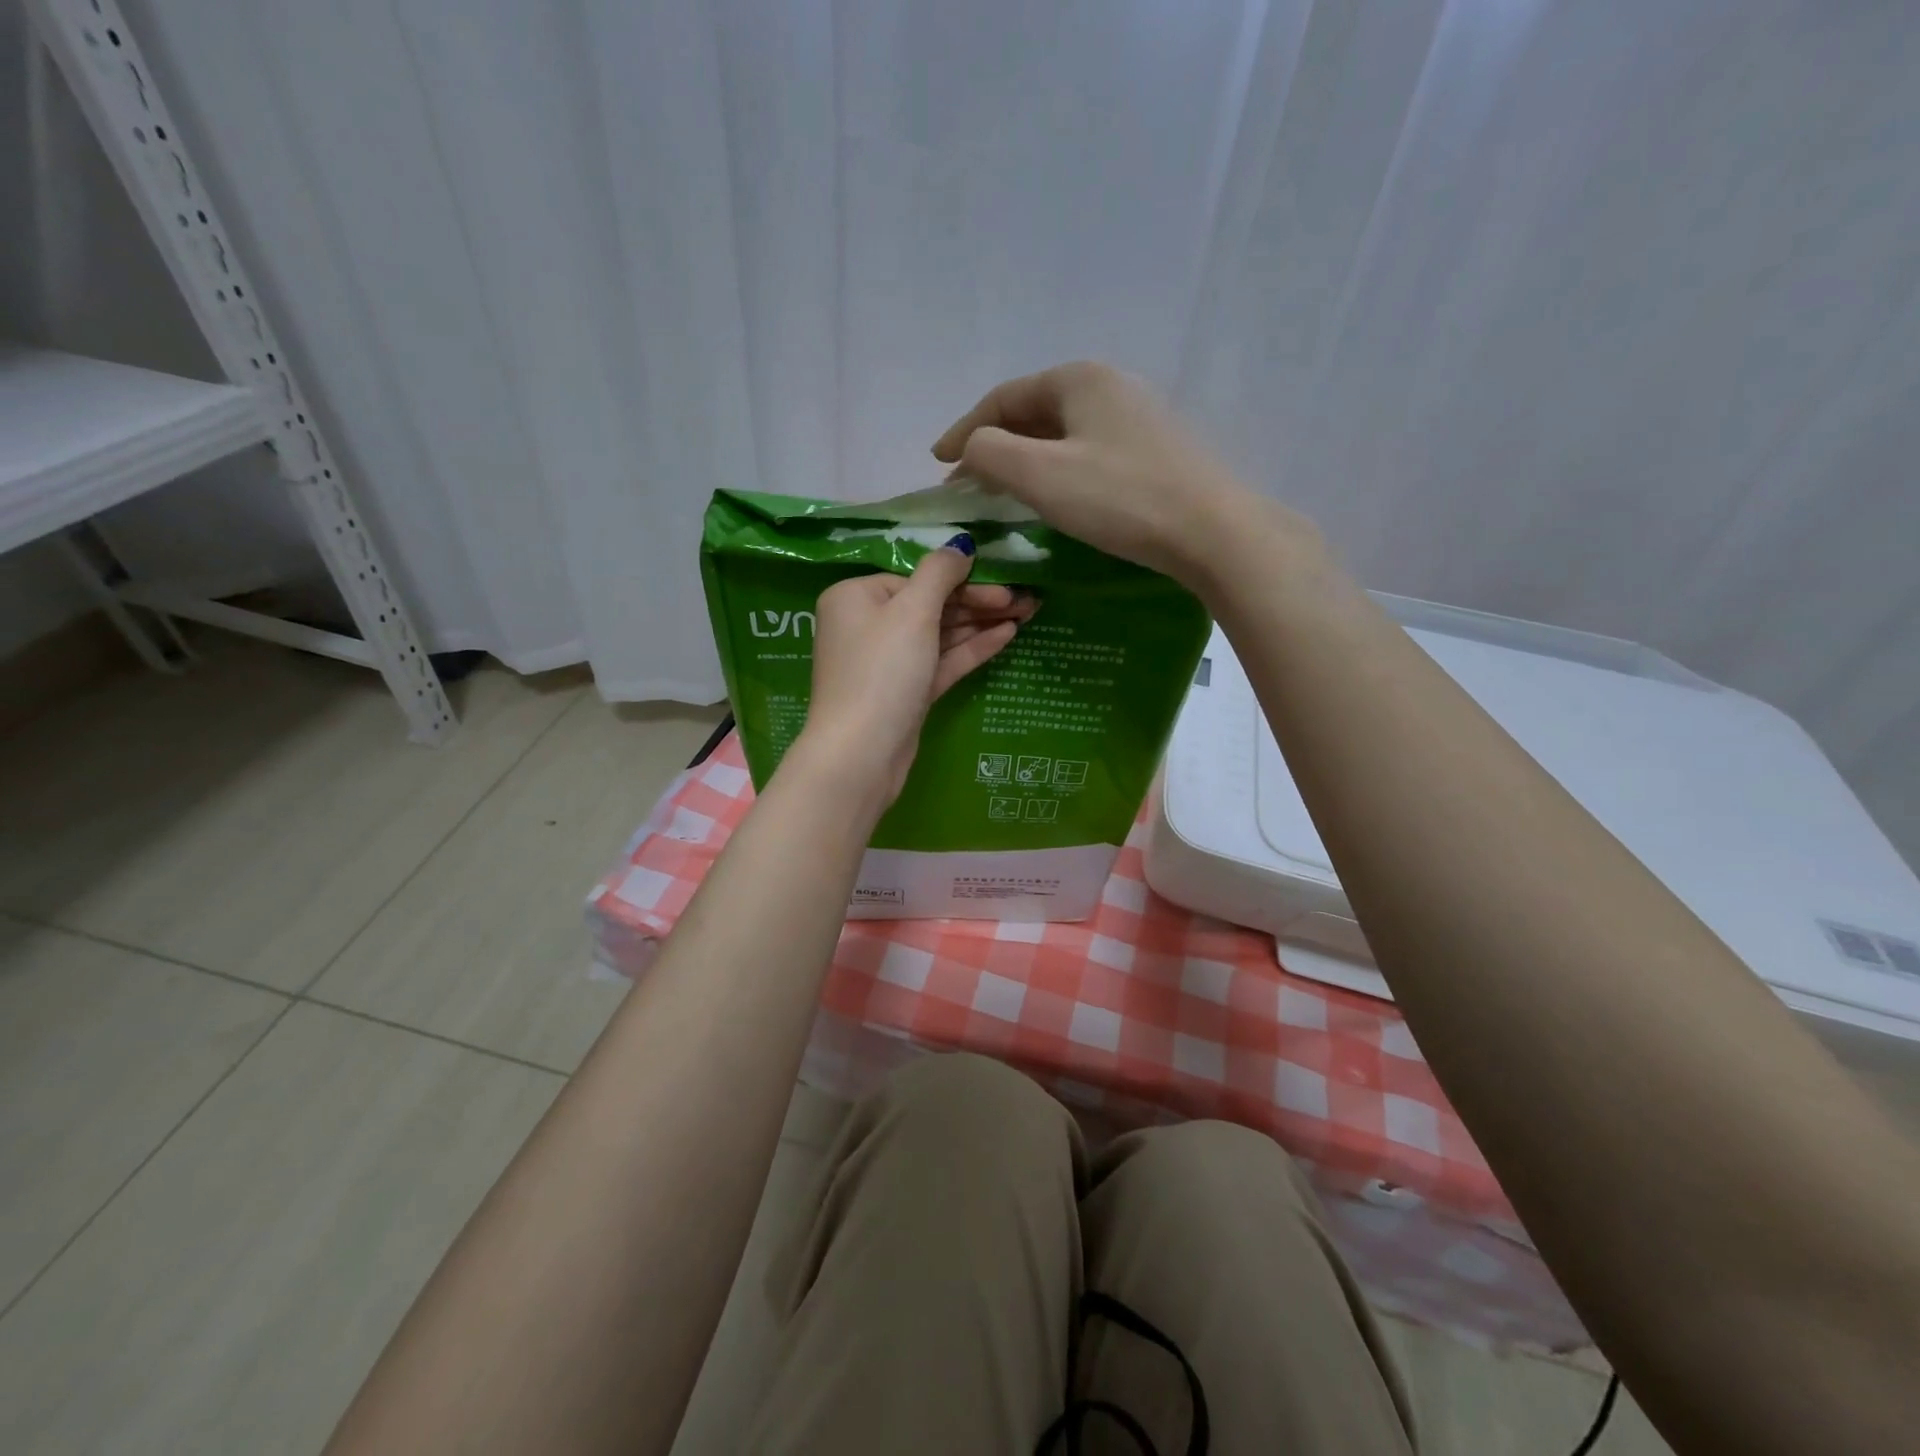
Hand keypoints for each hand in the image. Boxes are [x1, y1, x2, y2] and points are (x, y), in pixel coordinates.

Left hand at [794, 538, 1033, 807]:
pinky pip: (941, 661)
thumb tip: (960, 545)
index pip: (915, 578)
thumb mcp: (912, 612)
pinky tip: (1007, 635)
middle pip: (931, 605)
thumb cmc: (882, 671)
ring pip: (940, 634)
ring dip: (981, 623)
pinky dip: (971, 649)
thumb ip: (939, 573)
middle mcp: (868, 626)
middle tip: (1026, 598)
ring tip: (1028, 611)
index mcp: (856, 597)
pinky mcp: (905, 692)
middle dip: (978, 602)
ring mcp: (887, 662)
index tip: (1002, 581)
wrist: (862, 753)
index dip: (961, 580)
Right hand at [931, 360, 1317, 592]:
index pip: (1004, 399)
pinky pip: (1088, 453)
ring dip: (1025, 461)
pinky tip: (1054, 498)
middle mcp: (1110, 386)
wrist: (1212, 532)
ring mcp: (1138, 418)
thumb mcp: (1040, 475)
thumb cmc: (1120, 498)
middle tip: (968, 484)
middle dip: (995, 447)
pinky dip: (1057, 471)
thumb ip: (989, 454)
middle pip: (1034, 413)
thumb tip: (971, 449)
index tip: (937, 462)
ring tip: (1003, 493)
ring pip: (1062, 435)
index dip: (964, 430)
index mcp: (1079, 379)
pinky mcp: (1155, 452)